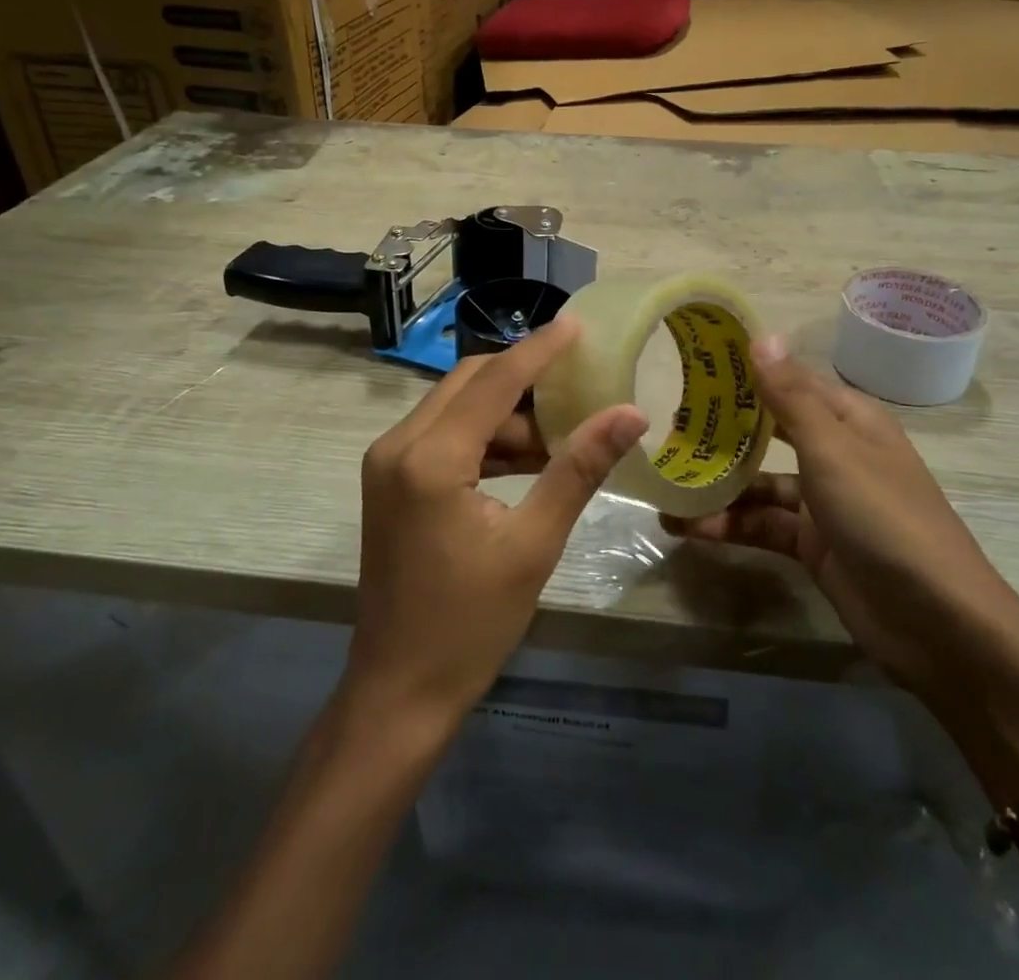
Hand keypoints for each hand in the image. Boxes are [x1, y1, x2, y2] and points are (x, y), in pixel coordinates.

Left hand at [348, 317, 647, 723]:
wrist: (399, 692)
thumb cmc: (470, 624)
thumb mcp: (533, 544)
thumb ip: (579, 470)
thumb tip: (630, 414)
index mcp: (430, 458)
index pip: (494, 381)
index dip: (539, 350)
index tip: (578, 325)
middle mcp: (398, 445)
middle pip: (468, 383)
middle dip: (524, 377)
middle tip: (579, 378)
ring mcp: (388, 463)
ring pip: (456, 408)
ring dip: (507, 413)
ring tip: (564, 431)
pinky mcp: (391, 482)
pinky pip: (444, 436)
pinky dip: (486, 438)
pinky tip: (529, 458)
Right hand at [662, 338, 1018, 701]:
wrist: (938, 624)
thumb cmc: (884, 517)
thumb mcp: (833, 451)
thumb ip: (791, 397)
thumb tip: (762, 335)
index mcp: (848, 419)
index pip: (788, 381)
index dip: (745, 372)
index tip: (690, 364)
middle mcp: (835, 453)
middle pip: (769, 431)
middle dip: (722, 430)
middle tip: (665, 427)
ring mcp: (823, 502)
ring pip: (760, 483)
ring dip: (717, 486)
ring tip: (664, 486)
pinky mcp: (812, 545)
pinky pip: (762, 525)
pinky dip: (728, 526)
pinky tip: (686, 529)